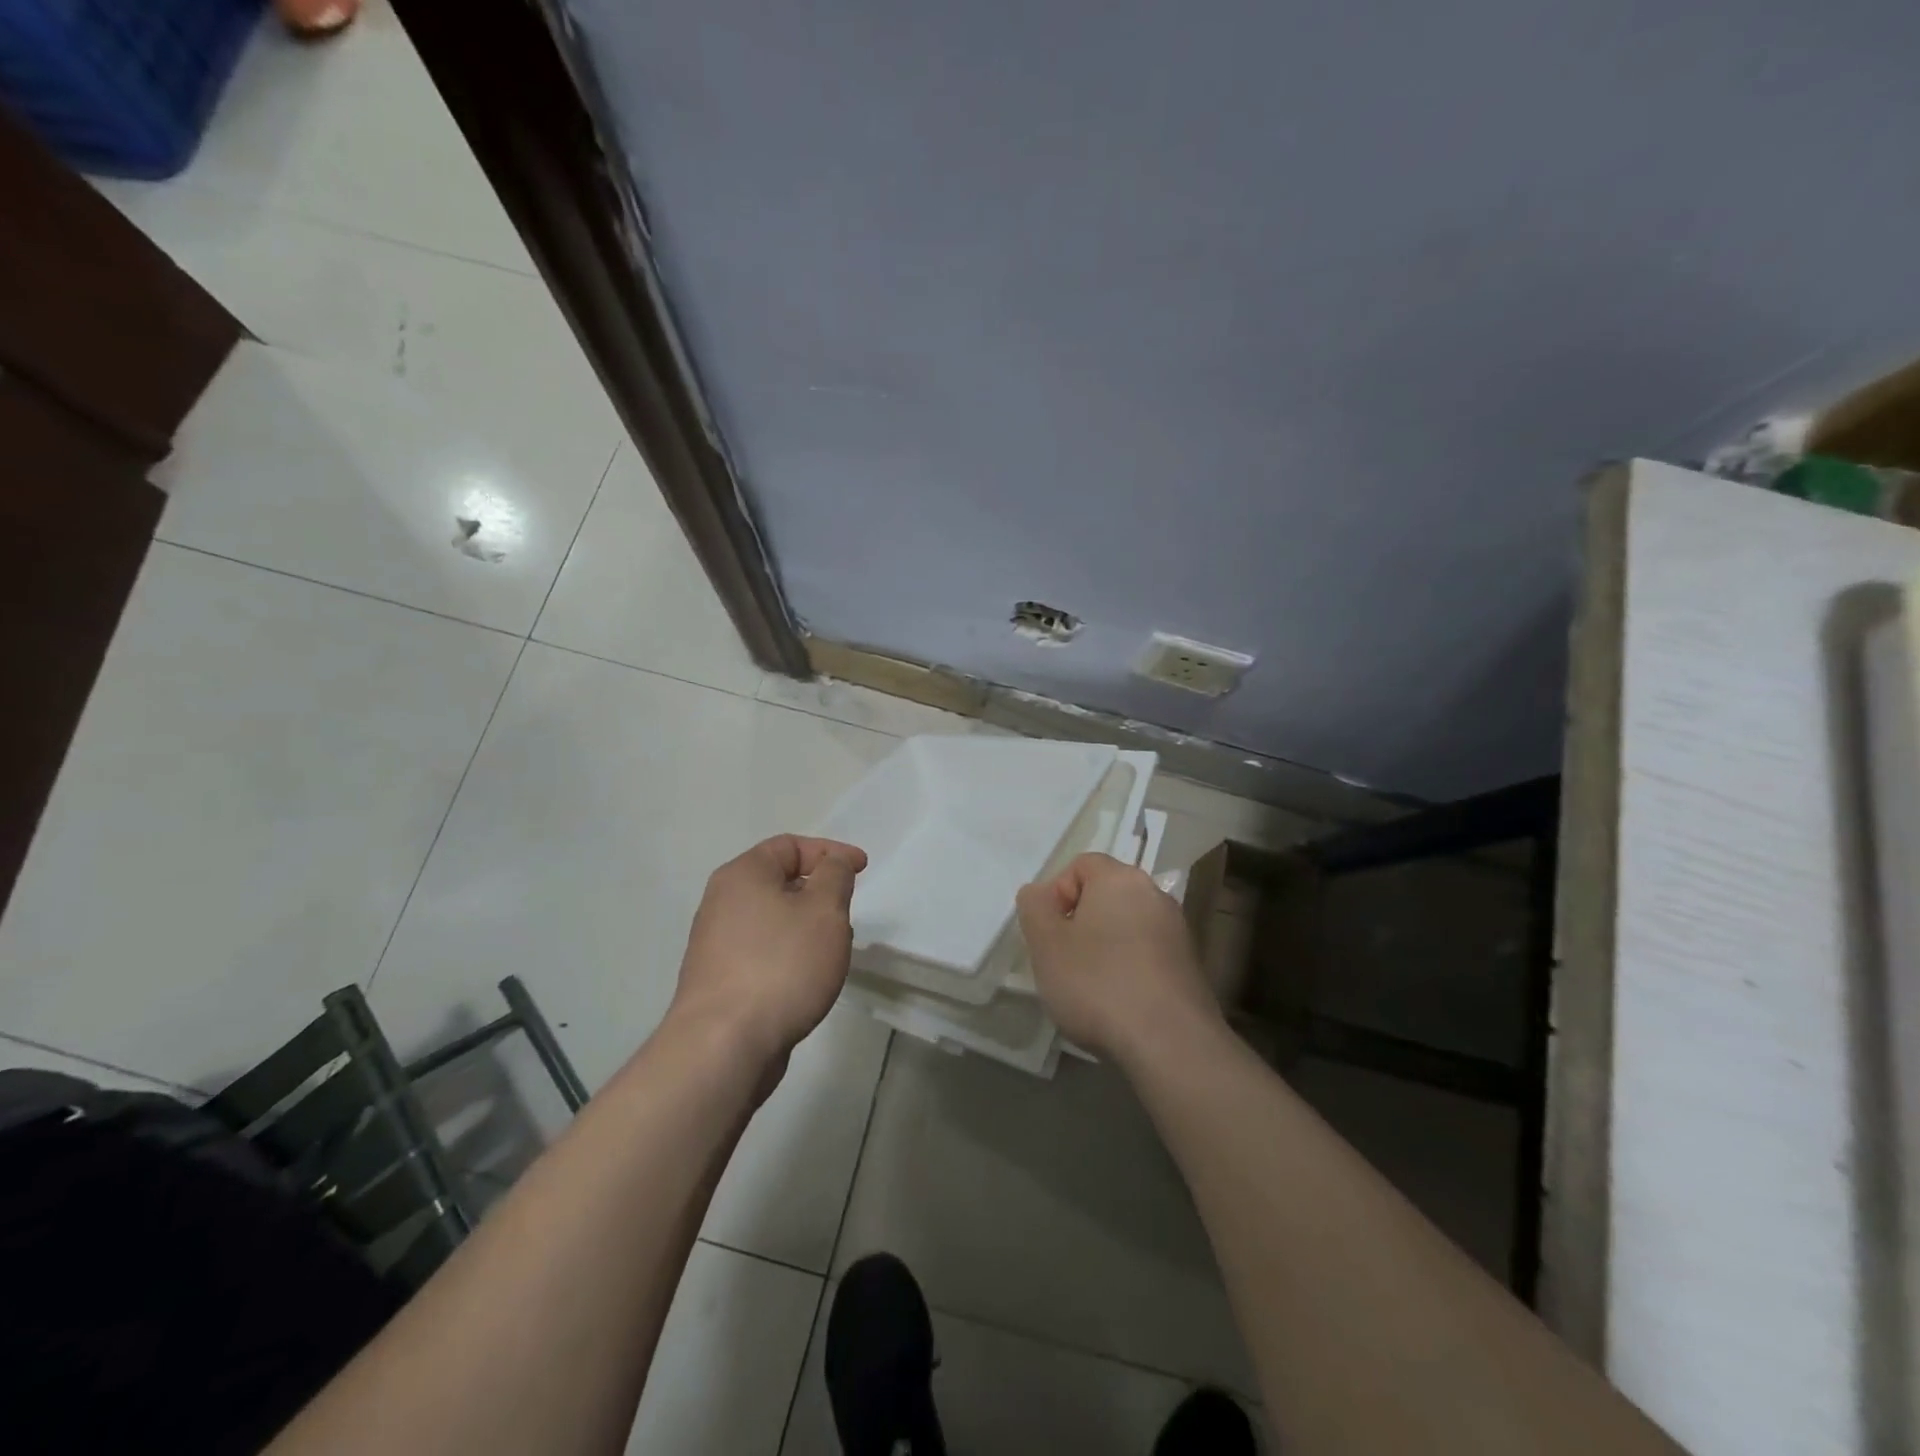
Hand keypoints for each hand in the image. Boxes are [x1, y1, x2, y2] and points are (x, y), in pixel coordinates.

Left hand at [668, 835, 867, 1071]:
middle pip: (779, 881)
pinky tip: (808, 978)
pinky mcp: (720, 980)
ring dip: (807, 925)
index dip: (830, 852)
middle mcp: (722, 902)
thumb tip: (832, 865)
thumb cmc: (781, 965)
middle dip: (819, 890)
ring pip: (773, 919)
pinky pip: (763, 951)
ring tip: (833, 948)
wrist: (723, 1045)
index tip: (862, 869)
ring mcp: (716, 944)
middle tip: (847, 910)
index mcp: (742, 874)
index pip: (790, 845)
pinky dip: (790, 953)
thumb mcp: (825, 910)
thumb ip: (835, 876)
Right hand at [1016, 852, 1222, 1063]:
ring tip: (1089, 988)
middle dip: (1079, 922)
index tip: (1049, 933)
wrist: (1170, 1044)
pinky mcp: (1190, 966)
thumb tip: (1039, 893)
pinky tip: (1119, 1003)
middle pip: (1105, 895)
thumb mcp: (1046, 944)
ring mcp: (1177, 931)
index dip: (1057, 894)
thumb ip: (1035, 907)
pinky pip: (1147, 954)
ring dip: (1104, 947)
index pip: (1081, 865)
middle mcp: (1155, 895)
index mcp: (1120, 879)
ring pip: (1126, 926)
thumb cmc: (1098, 984)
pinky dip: (1128, 969)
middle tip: (1062, 960)